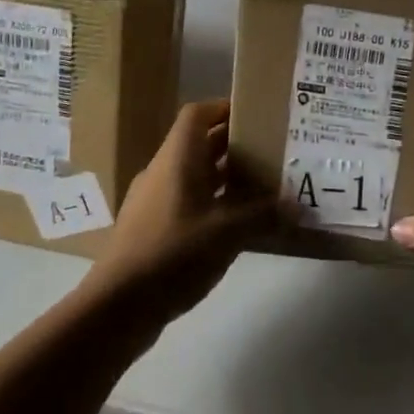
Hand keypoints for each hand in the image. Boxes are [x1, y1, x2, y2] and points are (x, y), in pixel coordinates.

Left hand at [86, 100, 278, 327]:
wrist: (117, 306)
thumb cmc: (173, 253)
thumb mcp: (227, 232)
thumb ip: (263, 215)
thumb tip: (295, 205)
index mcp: (177, 158)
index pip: (197, 114)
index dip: (224, 107)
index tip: (255, 115)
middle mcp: (163, 171)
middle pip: (199, 143)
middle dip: (234, 144)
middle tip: (271, 150)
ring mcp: (154, 200)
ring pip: (194, 174)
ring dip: (225, 177)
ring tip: (261, 187)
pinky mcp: (152, 228)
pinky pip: (187, 202)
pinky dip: (212, 204)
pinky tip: (236, 226)